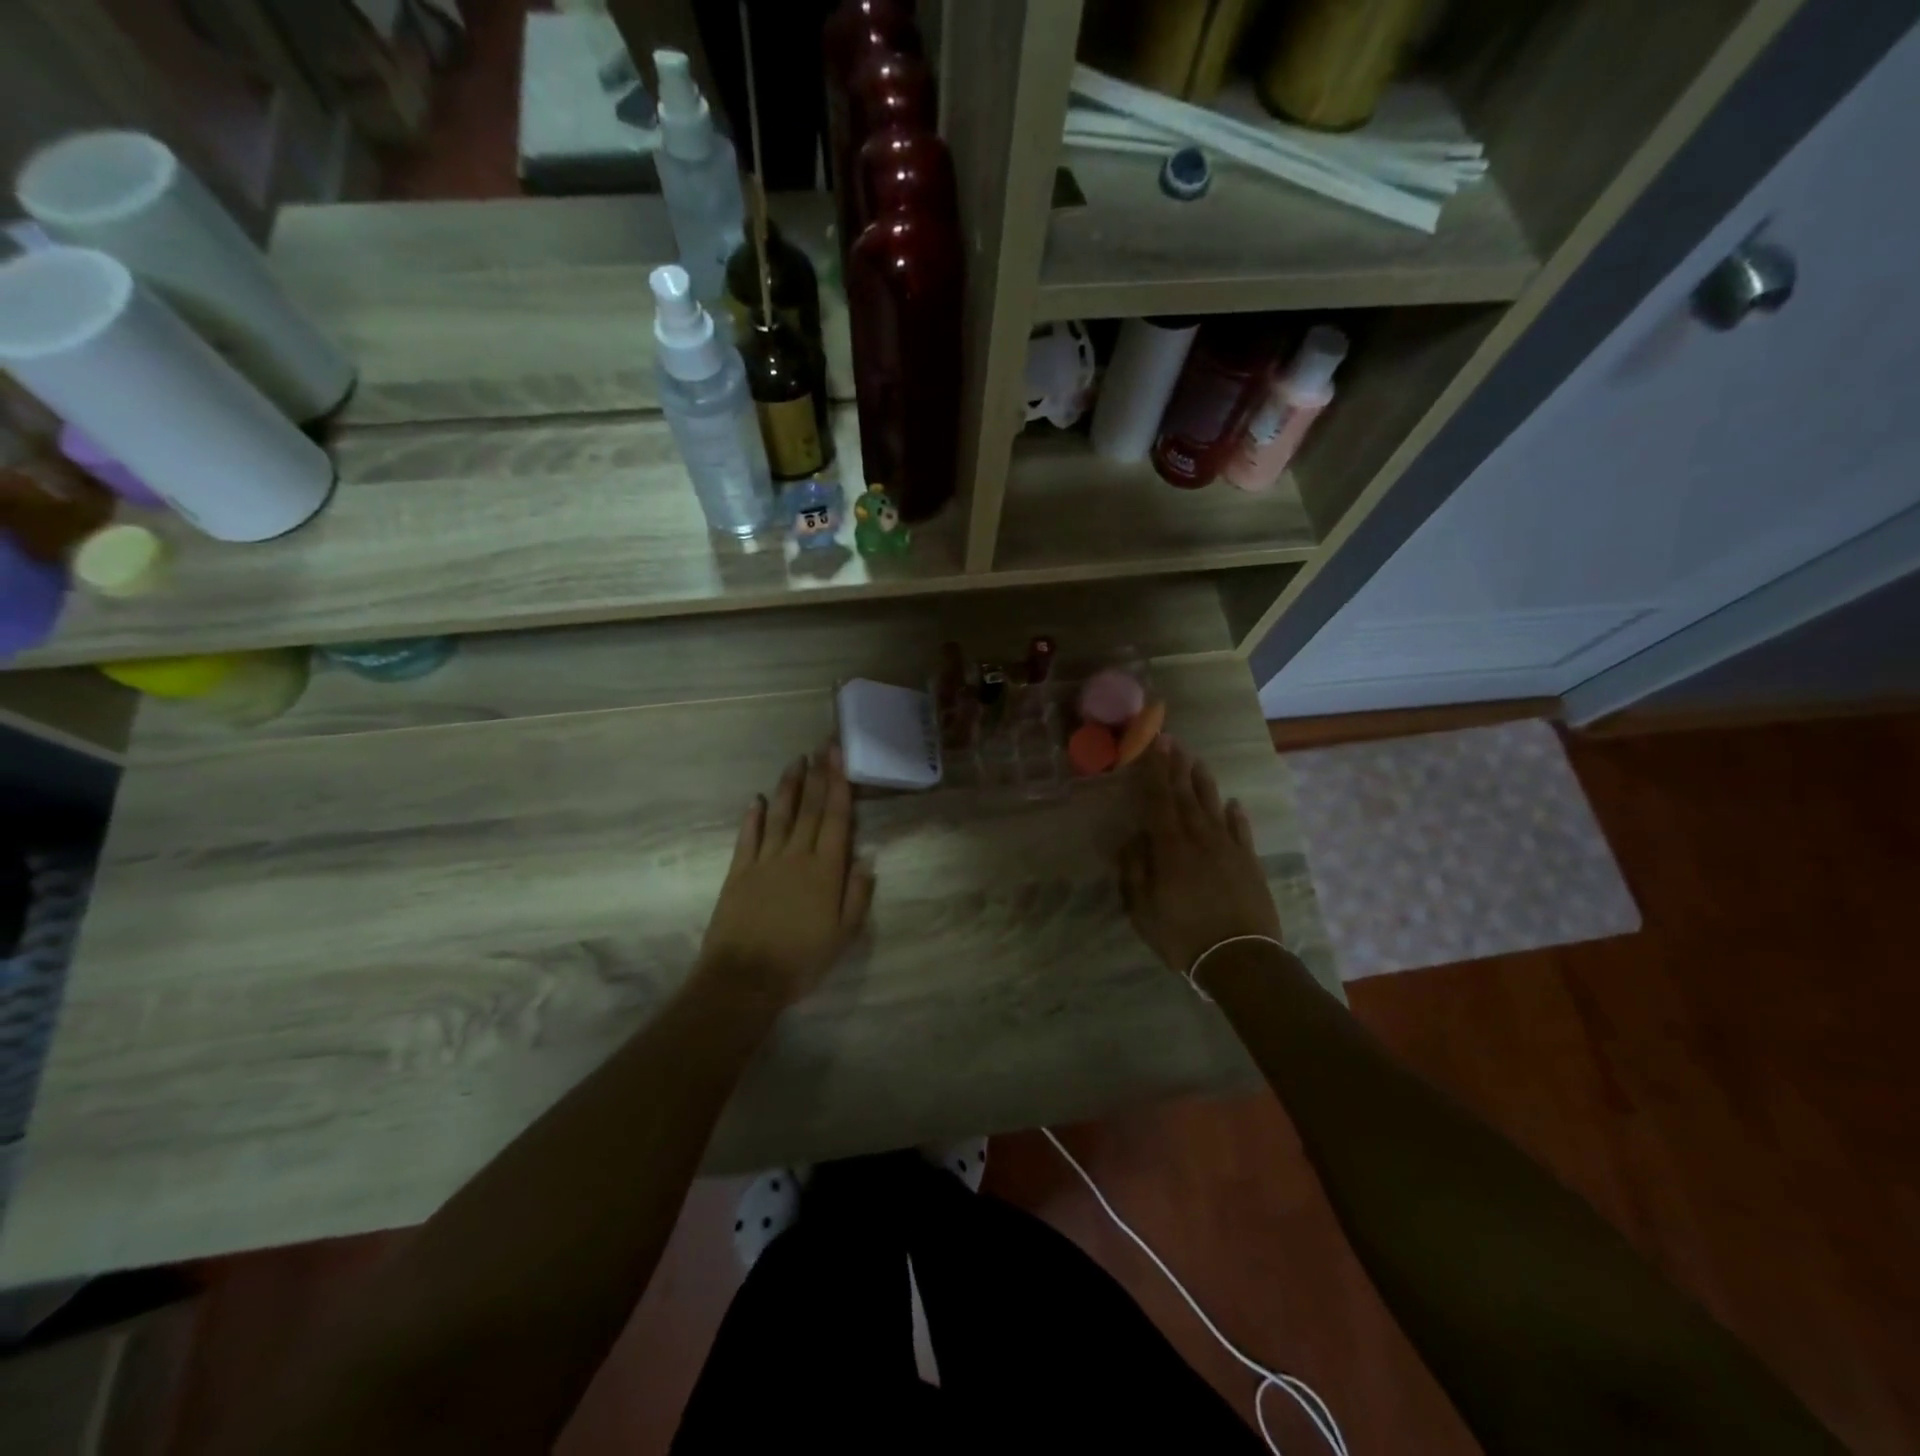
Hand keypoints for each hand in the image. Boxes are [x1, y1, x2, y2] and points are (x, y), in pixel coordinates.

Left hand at [698, 746, 875, 1010]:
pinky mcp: (739, 872)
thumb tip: (867, 858)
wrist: (744, 978)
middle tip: (822, 746)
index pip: (836, 819)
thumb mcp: (844, 936)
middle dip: (818, 775)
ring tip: (796, 761)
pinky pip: (748, 837)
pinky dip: (753, 816)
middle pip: (810, 809)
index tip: (839, 757)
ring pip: (780, 815)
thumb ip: (857, 895)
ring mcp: (765, 861)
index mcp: (825, 870)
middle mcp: (796, 856)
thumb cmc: (801, 960)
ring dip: (789, 787)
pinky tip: (758, 799)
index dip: (839, 785)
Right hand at [1118, 737, 1282, 975]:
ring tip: (1197, 761)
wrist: (1240, 958)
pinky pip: (1241, 831)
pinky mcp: (1249, 863)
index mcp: (1170, 848)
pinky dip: (1236, 815)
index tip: (1152, 744)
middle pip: (1185, 796)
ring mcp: (1228, 849)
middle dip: (1176, 767)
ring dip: (1203, 783)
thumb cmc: (1183, 936)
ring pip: (1213, 807)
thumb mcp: (1143, 911)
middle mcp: (1199, 839)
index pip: (1158, 800)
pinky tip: (1233, 803)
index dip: (1154, 771)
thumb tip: (1132, 839)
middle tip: (1171, 740)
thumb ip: (1135, 872)